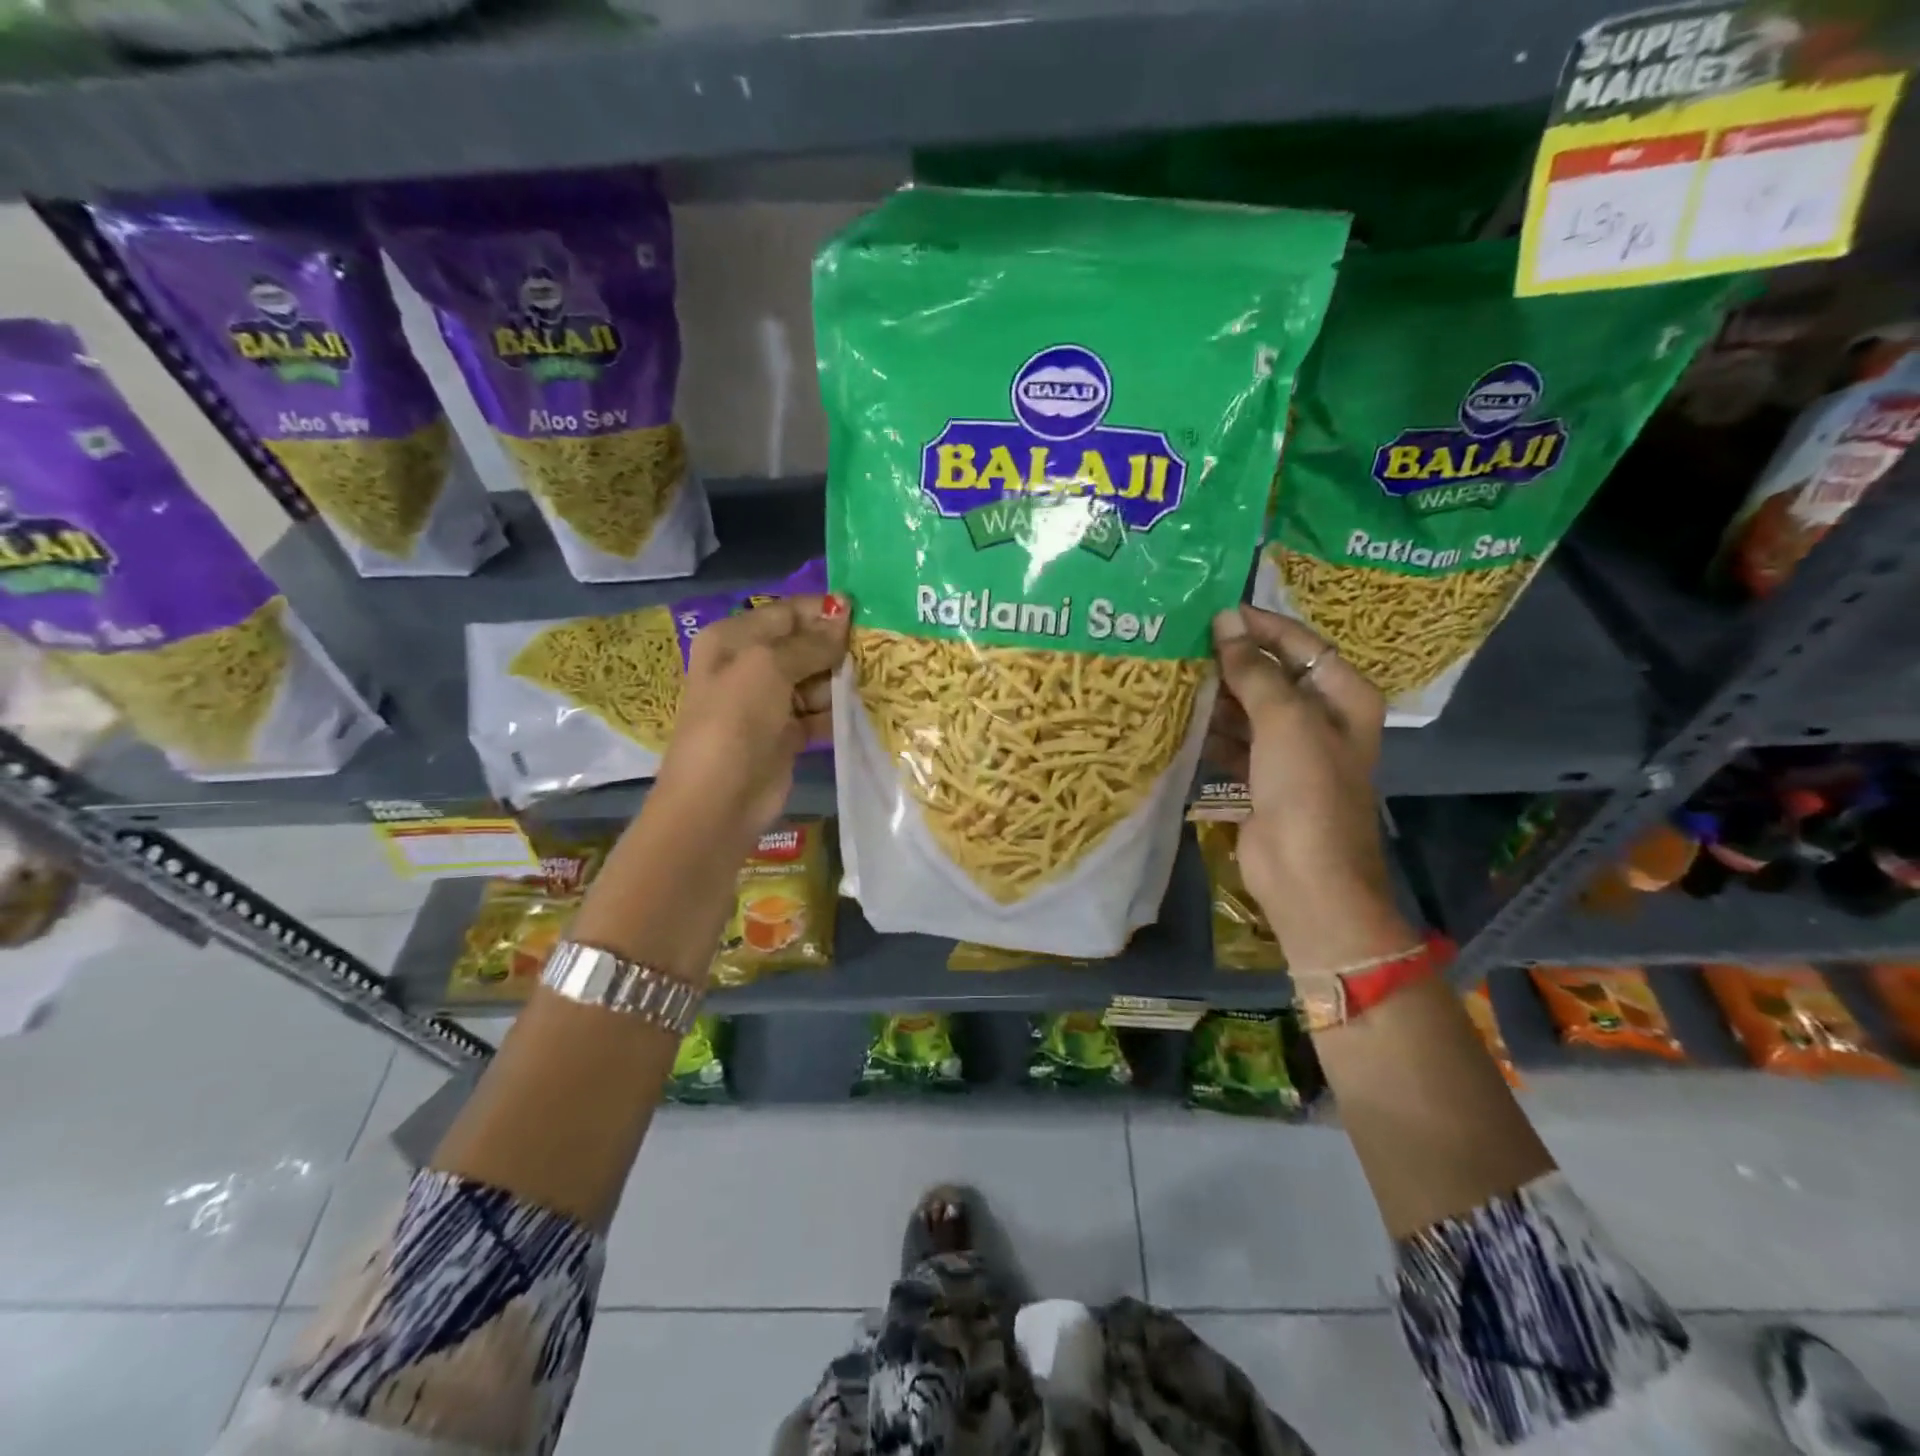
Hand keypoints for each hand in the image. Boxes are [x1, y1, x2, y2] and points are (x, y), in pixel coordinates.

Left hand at [654, 592, 849, 847]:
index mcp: (734, 640)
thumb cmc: (736, 719)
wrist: (719, 799)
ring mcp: (768, 702)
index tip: (864, 611)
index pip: (785, 613)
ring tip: (874, 681)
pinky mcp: (786, 735)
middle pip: (803, 646)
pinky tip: (864, 709)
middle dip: (836, 648)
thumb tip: (842, 615)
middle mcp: (749, 666)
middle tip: (877, 649)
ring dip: (841, 682)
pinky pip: (818, 714)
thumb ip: (809, 643)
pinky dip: (837, 713)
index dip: (822, 611)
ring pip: (815, 681)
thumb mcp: (768, 667)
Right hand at [1207, 606, 1411, 970]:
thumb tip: (1226, 623)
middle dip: (1232, 662)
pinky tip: (1179, 720)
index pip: (1301, 644)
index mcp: (1343, 696)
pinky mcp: (1261, 777)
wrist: (1306, 876)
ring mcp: (1290, 750)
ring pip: (1248, 709)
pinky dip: (1210, 732)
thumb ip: (1254, 670)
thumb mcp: (1285, 719)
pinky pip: (1233, 742)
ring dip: (1216, 696)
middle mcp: (1320, 718)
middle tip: (1184, 644)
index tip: (1216, 613)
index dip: (1261, 626)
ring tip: (1173, 676)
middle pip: (1272, 675)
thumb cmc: (1307, 789)